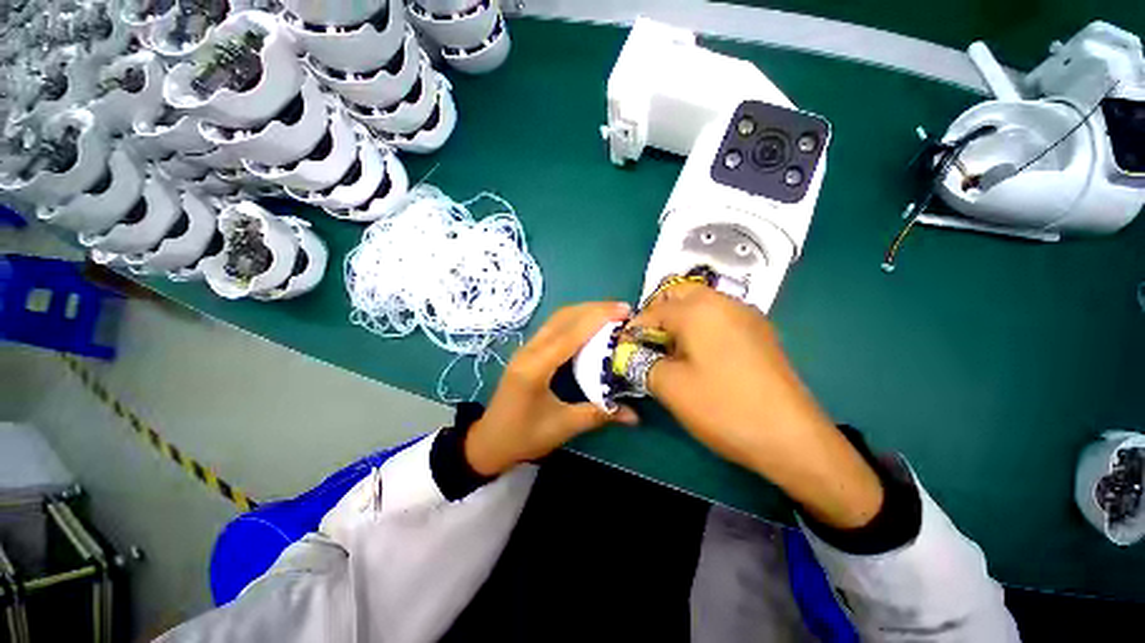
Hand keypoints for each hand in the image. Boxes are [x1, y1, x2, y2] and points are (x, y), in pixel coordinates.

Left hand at [465, 302, 639, 476]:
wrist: (488, 441)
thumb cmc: (523, 436)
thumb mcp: (563, 427)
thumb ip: (598, 415)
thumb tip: (634, 416)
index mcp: (536, 367)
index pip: (570, 334)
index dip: (598, 318)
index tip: (624, 310)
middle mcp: (529, 350)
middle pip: (563, 317)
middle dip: (594, 309)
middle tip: (623, 309)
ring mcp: (526, 348)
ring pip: (557, 319)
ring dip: (584, 311)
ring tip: (610, 313)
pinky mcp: (528, 351)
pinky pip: (553, 327)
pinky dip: (574, 320)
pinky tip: (589, 325)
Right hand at [629, 284, 883, 528]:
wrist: (790, 437)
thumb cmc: (722, 406)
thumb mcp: (669, 386)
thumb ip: (641, 362)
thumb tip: (631, 352)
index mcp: (698, 310)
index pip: (653, 311)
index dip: (634, 329)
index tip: (624, 347)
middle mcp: (723, 302)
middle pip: (679, 294)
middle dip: (658, 314)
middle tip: (649, 343)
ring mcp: (746, 314)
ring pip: (701, 303)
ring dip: (680, 319)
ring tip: (672, 350)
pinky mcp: (759, 331)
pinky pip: (720, 316)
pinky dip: (701, 325)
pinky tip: (700, 354)